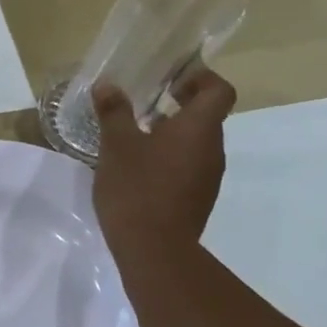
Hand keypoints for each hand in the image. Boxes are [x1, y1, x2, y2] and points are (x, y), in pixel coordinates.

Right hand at [91, 68, 235, 269]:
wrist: (154, 249)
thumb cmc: (137, 188)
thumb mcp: (116, 145)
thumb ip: (114, 112)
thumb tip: (108, 85)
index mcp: (199, 128)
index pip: (218, 90)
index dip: (200, 77)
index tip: (172, 77)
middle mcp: (212, 148)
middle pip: (207, 115)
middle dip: (179, 104)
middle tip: (145, 102)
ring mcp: (208, 176)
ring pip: (196, 142)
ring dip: (173, 133)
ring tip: (137, 135)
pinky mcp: (198, 198)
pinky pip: (189, 166)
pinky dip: (170, 157)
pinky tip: (140, 168)